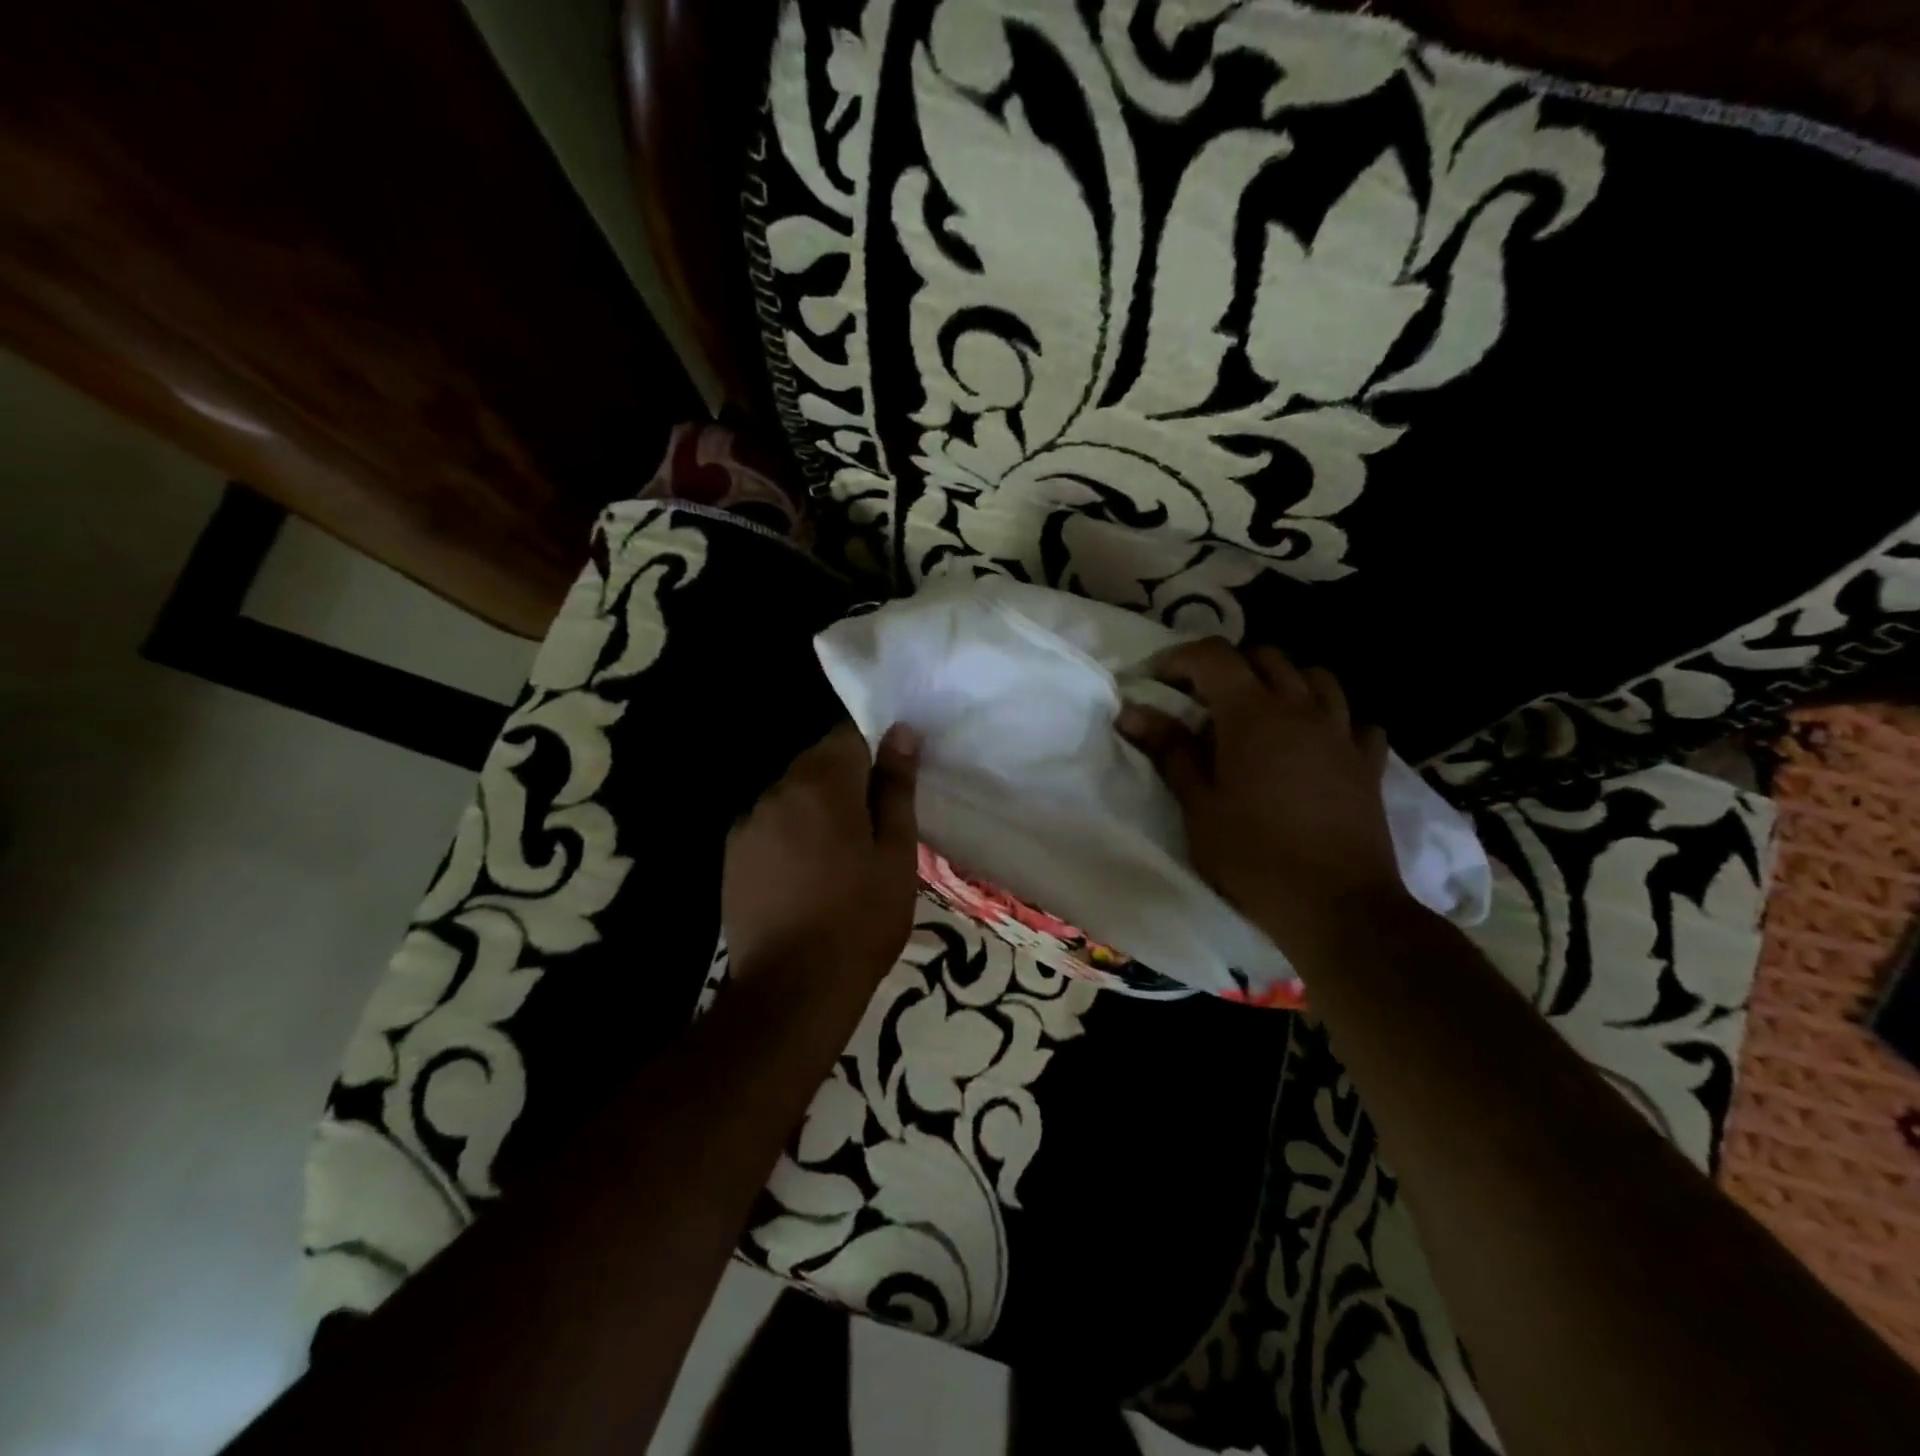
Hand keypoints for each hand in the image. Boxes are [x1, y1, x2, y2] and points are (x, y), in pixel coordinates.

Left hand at [721, 721, 921, 990]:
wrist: (793, 989)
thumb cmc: (862, 918)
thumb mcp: (896, 853)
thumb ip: (896, 788)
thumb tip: (901, 732)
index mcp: (822, 784)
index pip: (848, 736)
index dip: (873, 755)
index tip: (888, 790)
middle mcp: (777, 790)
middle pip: (816, 763)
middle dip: (844, 784)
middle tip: (870, 832)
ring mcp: (748, 822)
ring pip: (791, 795)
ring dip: (815, 810)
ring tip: (836, 859)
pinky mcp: (732, 854)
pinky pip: (769, 825)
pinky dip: (788, 835)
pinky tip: (802, 877)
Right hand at [1117, 639, 1406, 954]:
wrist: (1337, 908)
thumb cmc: (1253, 858)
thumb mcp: (1198, 806)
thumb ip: (1169, 751)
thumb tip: (1132, 712)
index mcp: (1253, 715)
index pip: (1214, 656)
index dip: (1180, 659)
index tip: (1157, 681)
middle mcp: (1301, 710)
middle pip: (1266, 657)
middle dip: (1229, 666)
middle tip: (1203, 700)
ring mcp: (1342, 734)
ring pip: (1316, 677)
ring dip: (1283, 682)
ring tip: (1261, 713)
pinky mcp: (1368, 764)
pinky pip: (1356, 721)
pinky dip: (1332, 719)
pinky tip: (1318, 742)